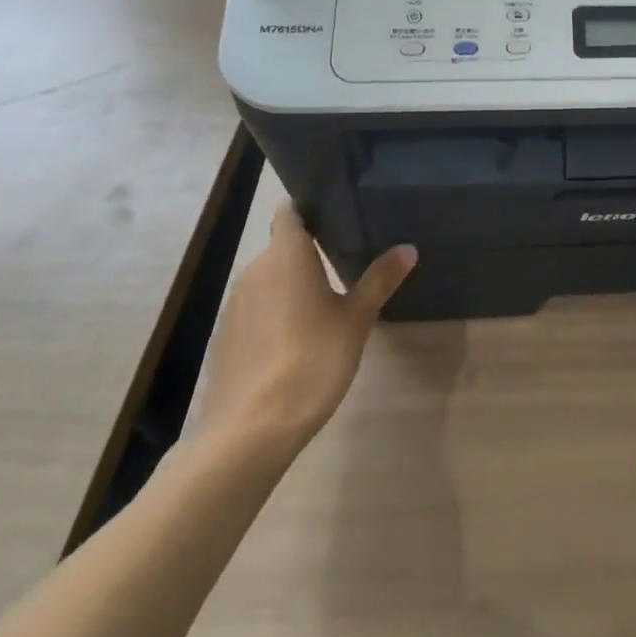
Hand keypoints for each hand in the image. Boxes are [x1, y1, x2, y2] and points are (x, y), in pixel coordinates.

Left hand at [195, 201, 415, 470]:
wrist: (251, 429)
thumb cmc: (312, 360)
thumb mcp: (356, 319)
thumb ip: (380, 280)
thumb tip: (409, 248)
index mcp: (286, 255)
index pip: (291, 212)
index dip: (310, 207)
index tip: (337, 210)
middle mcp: (255, 270)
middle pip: (283, 246)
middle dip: (310, 250)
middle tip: (349, 256)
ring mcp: (236, 304)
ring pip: (269, 279)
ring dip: (294, 282)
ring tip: (329, 295)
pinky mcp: (226, 336)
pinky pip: (257, 308)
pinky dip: (277, 311)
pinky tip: (298, 335)